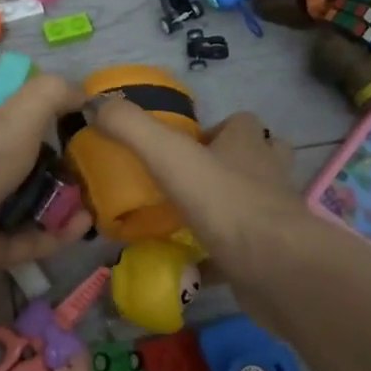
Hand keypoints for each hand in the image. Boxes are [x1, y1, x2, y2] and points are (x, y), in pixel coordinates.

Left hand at [0, 73, 93, 294]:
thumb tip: (82, 93)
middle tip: (86, 156)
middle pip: (11, 154)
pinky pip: (30, 240)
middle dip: (48, 155)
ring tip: (93, 194)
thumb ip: (51, 95)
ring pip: (24, 201)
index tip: (48, 97)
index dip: (9, 91)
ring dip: (58, 199)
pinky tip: (85, 224)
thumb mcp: (17, 113)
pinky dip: (57, 234)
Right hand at [88, 99, 300, 286]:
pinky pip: (244, 250)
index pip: (241, 123)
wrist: (276, 267)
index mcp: (248, 145)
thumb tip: (94, 104)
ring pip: (253, 203)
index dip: (216, 130)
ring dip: (227, 208)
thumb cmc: (224, 202)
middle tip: (187, 183)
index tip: (183, 148)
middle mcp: (267, 175)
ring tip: (188, 221)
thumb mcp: (168, 155)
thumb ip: (130, 127)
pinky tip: (193, 265)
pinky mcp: (273, 255)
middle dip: (226, 166)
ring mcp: (275, 217)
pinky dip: (222, 255)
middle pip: (256, 159)